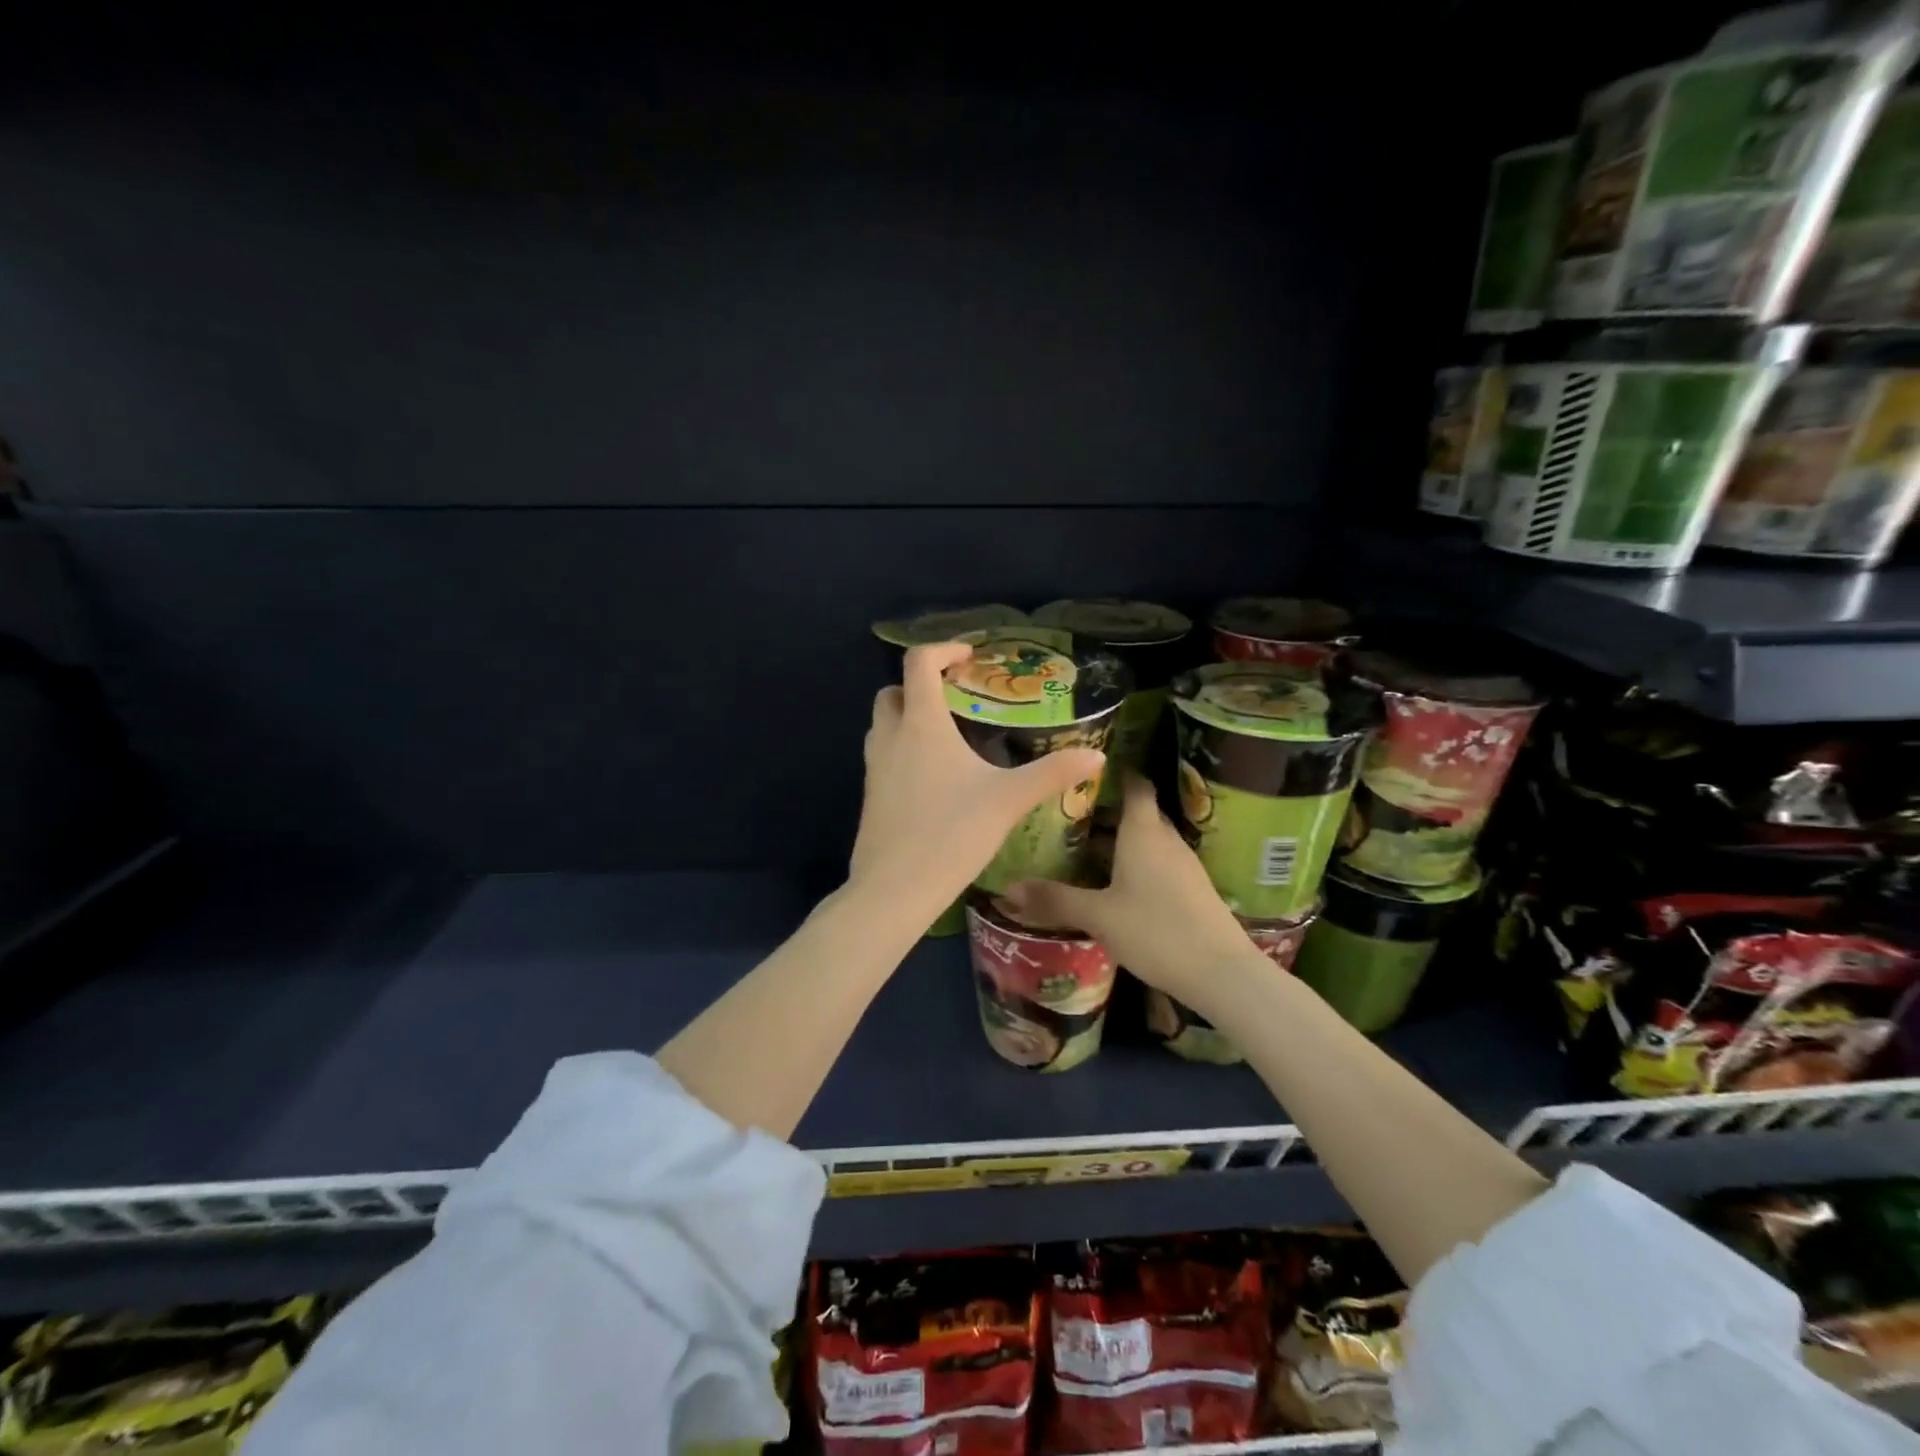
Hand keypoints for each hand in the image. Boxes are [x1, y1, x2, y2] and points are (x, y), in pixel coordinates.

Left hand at [850, 642, 1104, 919]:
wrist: (894, 889)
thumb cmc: (951, 833)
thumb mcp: (1009, 800)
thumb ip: (1053, 773)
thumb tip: (1097, 757)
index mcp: (921, 724)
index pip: (919, 662)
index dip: (943, 649)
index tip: (970, 657)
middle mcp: (890, 737)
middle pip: (894, 692)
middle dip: (920, 685)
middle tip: (956, 699)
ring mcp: (873, 768)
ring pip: (883, 725)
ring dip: (908, 718)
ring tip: (948, 737)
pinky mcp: (869, 796)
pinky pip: (882, 757)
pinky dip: (902, 750)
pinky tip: (934, 780)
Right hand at [1004, 773, 1255, 1012]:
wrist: (1221, 973)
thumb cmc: (1156, 931)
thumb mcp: (1098, 916)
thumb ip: (1054, 900)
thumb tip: (1007, 889)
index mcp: (1143, 832)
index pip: (1135, 785)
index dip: (1116, 773)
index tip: (1087, 770)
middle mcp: (1165, 840)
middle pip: (1138, 813)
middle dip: (1107, 811)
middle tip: (1069, 814)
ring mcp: (1183, 866)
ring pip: (1147, 840)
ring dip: (1120, 841)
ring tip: (1083, 848)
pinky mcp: (1191, 890)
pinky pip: (1157, 863)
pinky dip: (1134, 864)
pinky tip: (1113, 884)